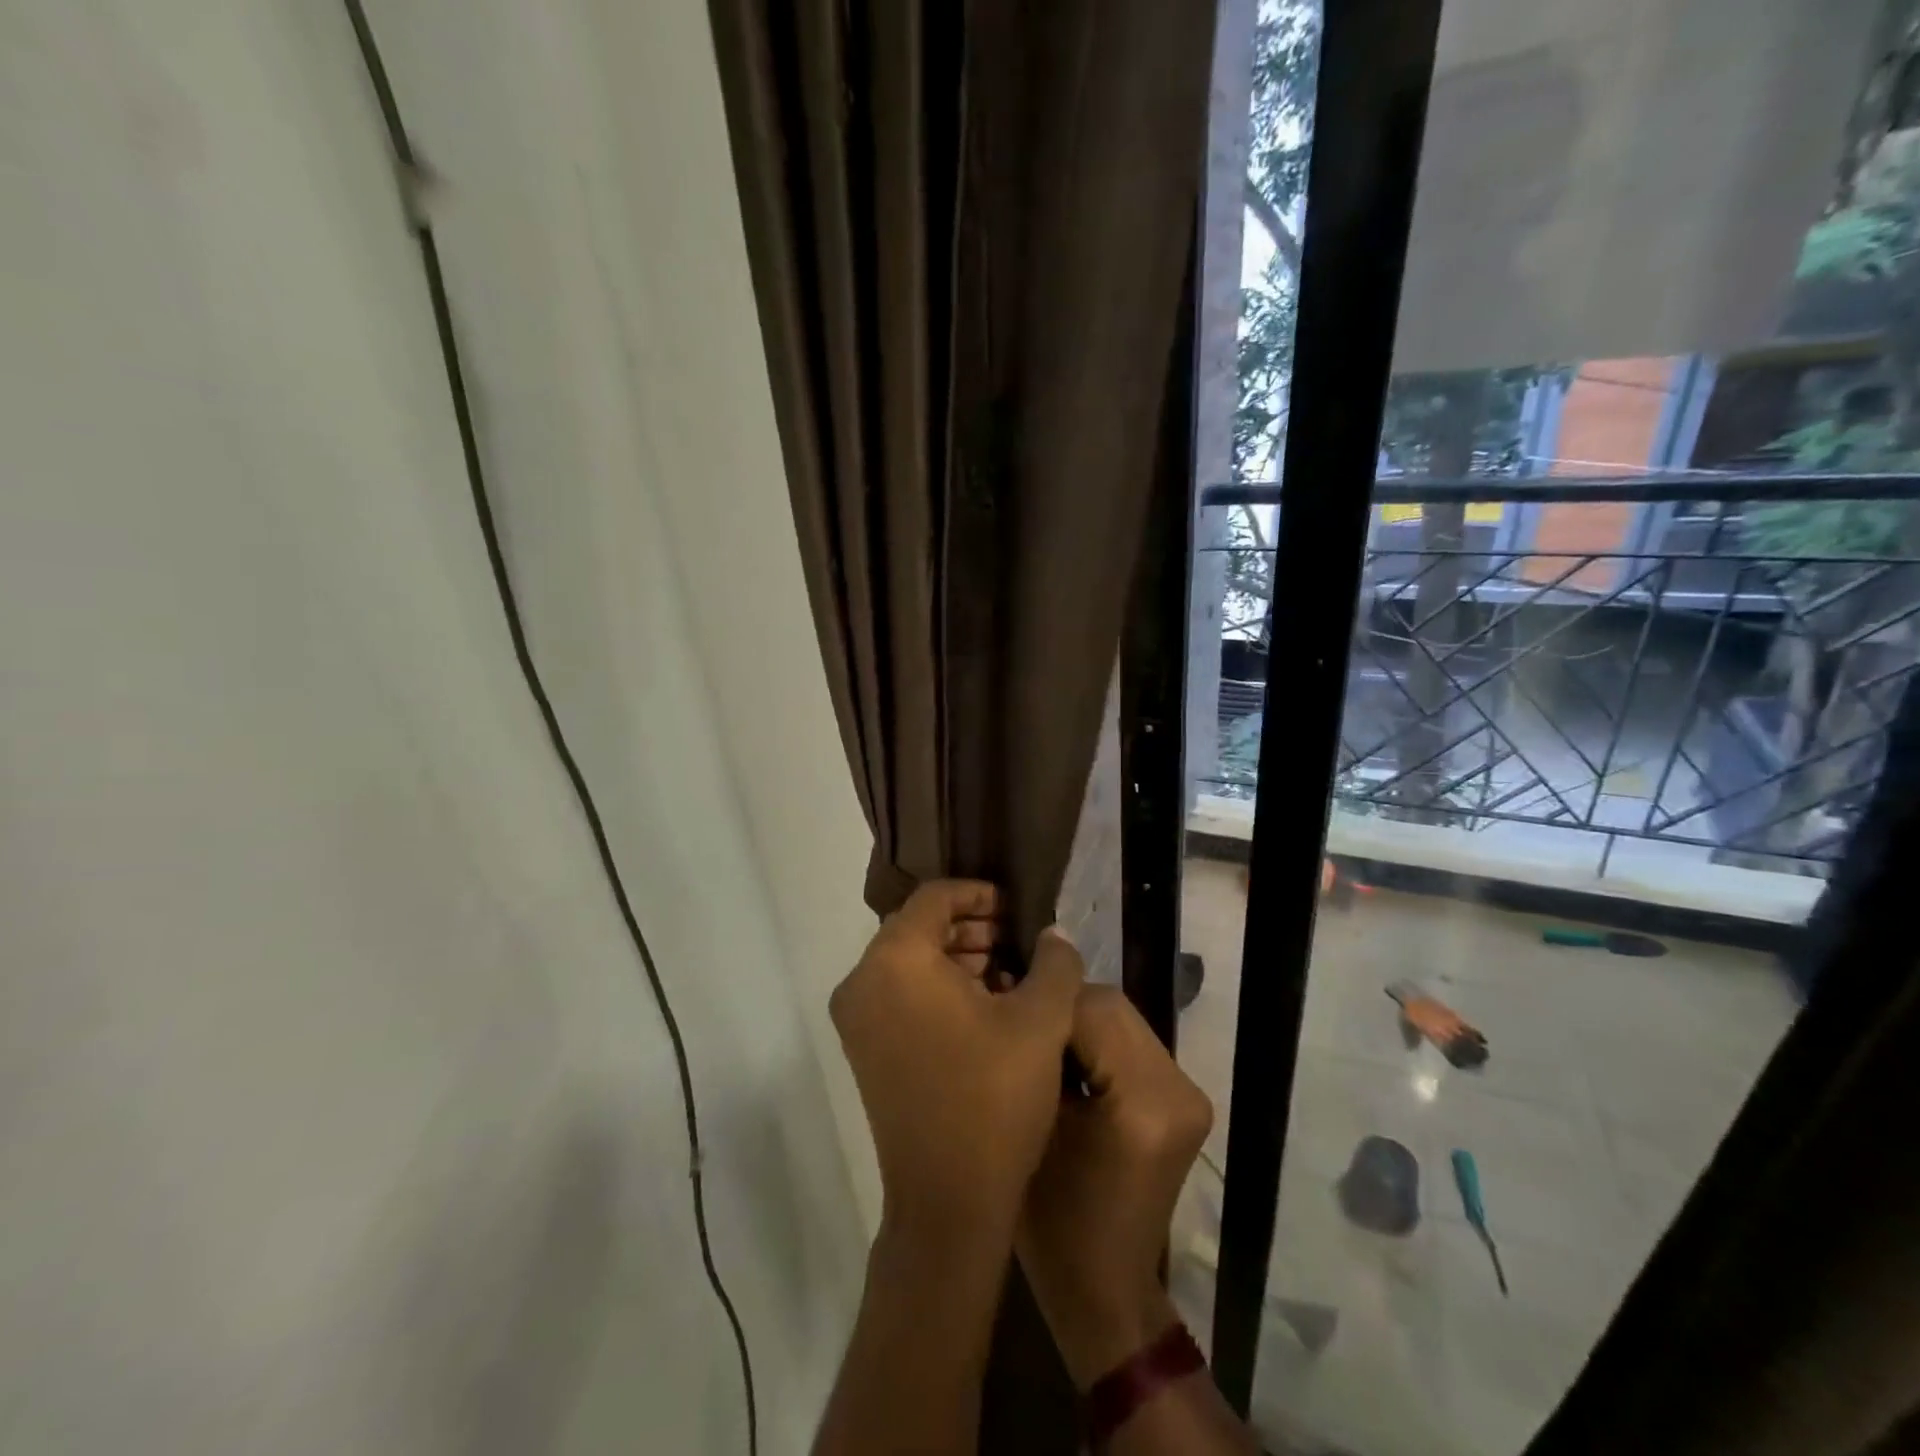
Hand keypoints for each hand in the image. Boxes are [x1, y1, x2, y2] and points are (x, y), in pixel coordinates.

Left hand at [830, 881, 1082, 1248]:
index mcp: (896, 959)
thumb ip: (1054, 962)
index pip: (934, 898)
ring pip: (907, 962)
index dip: (977, 893)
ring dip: (954, 958)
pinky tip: (982, 1008)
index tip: (1014, 909)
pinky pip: (898, 995)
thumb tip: (1053, 934)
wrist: (947, 1204)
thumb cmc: (994, 1099)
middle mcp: (863, 980)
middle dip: (969, 927)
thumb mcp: (1042, 1022)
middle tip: (1014, 943)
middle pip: (917, 927)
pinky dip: (935, 988)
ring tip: (1005, 975)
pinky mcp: (862, 1050)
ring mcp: (856, 1019)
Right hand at [1016, 985, 1213, 1386]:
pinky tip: (1068, 1062)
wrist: (1105, 1288)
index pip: (1090, 1009)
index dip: (1043, 1001)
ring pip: (1122, 1019)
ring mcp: (1188, 1093)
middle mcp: (1178, 1088)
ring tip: (1040, 1042)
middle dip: (1062, 1007)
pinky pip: (1132, 1043)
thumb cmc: (1053, 1221)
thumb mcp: (1032, 1127)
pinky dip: (1099, 1041)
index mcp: (1143, 1102)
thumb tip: (1012, 990)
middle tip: (1020, 1023)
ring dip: (1080, 1021)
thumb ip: (1035, 1054)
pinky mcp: (1184, 1099)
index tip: (1003, 1002)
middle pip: (1112, 1006)